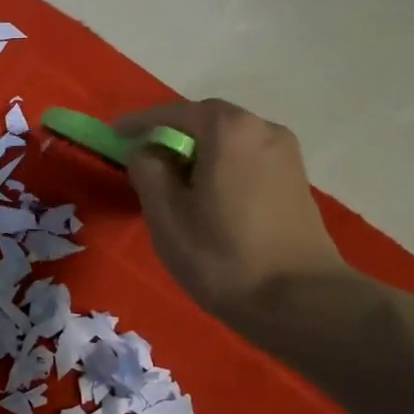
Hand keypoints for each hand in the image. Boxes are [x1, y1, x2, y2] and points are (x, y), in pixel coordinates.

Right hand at [118, 99, 347, 318]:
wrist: (298, 299)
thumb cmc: (221, 255)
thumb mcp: (166, 215)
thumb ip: (148, 172)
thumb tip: (147, 152)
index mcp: (229, 131)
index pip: (175, 113)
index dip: (141, 122)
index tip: (115, 132)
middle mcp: (263, 129)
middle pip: (207, 121)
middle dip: (173, 135)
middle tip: (144, 157)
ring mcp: (286, 155)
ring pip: (230, 141)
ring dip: (198, 152)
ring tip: (173, 180)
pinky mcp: (295, 181)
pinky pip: (247, 160)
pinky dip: (221, 166)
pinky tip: (207, 195)